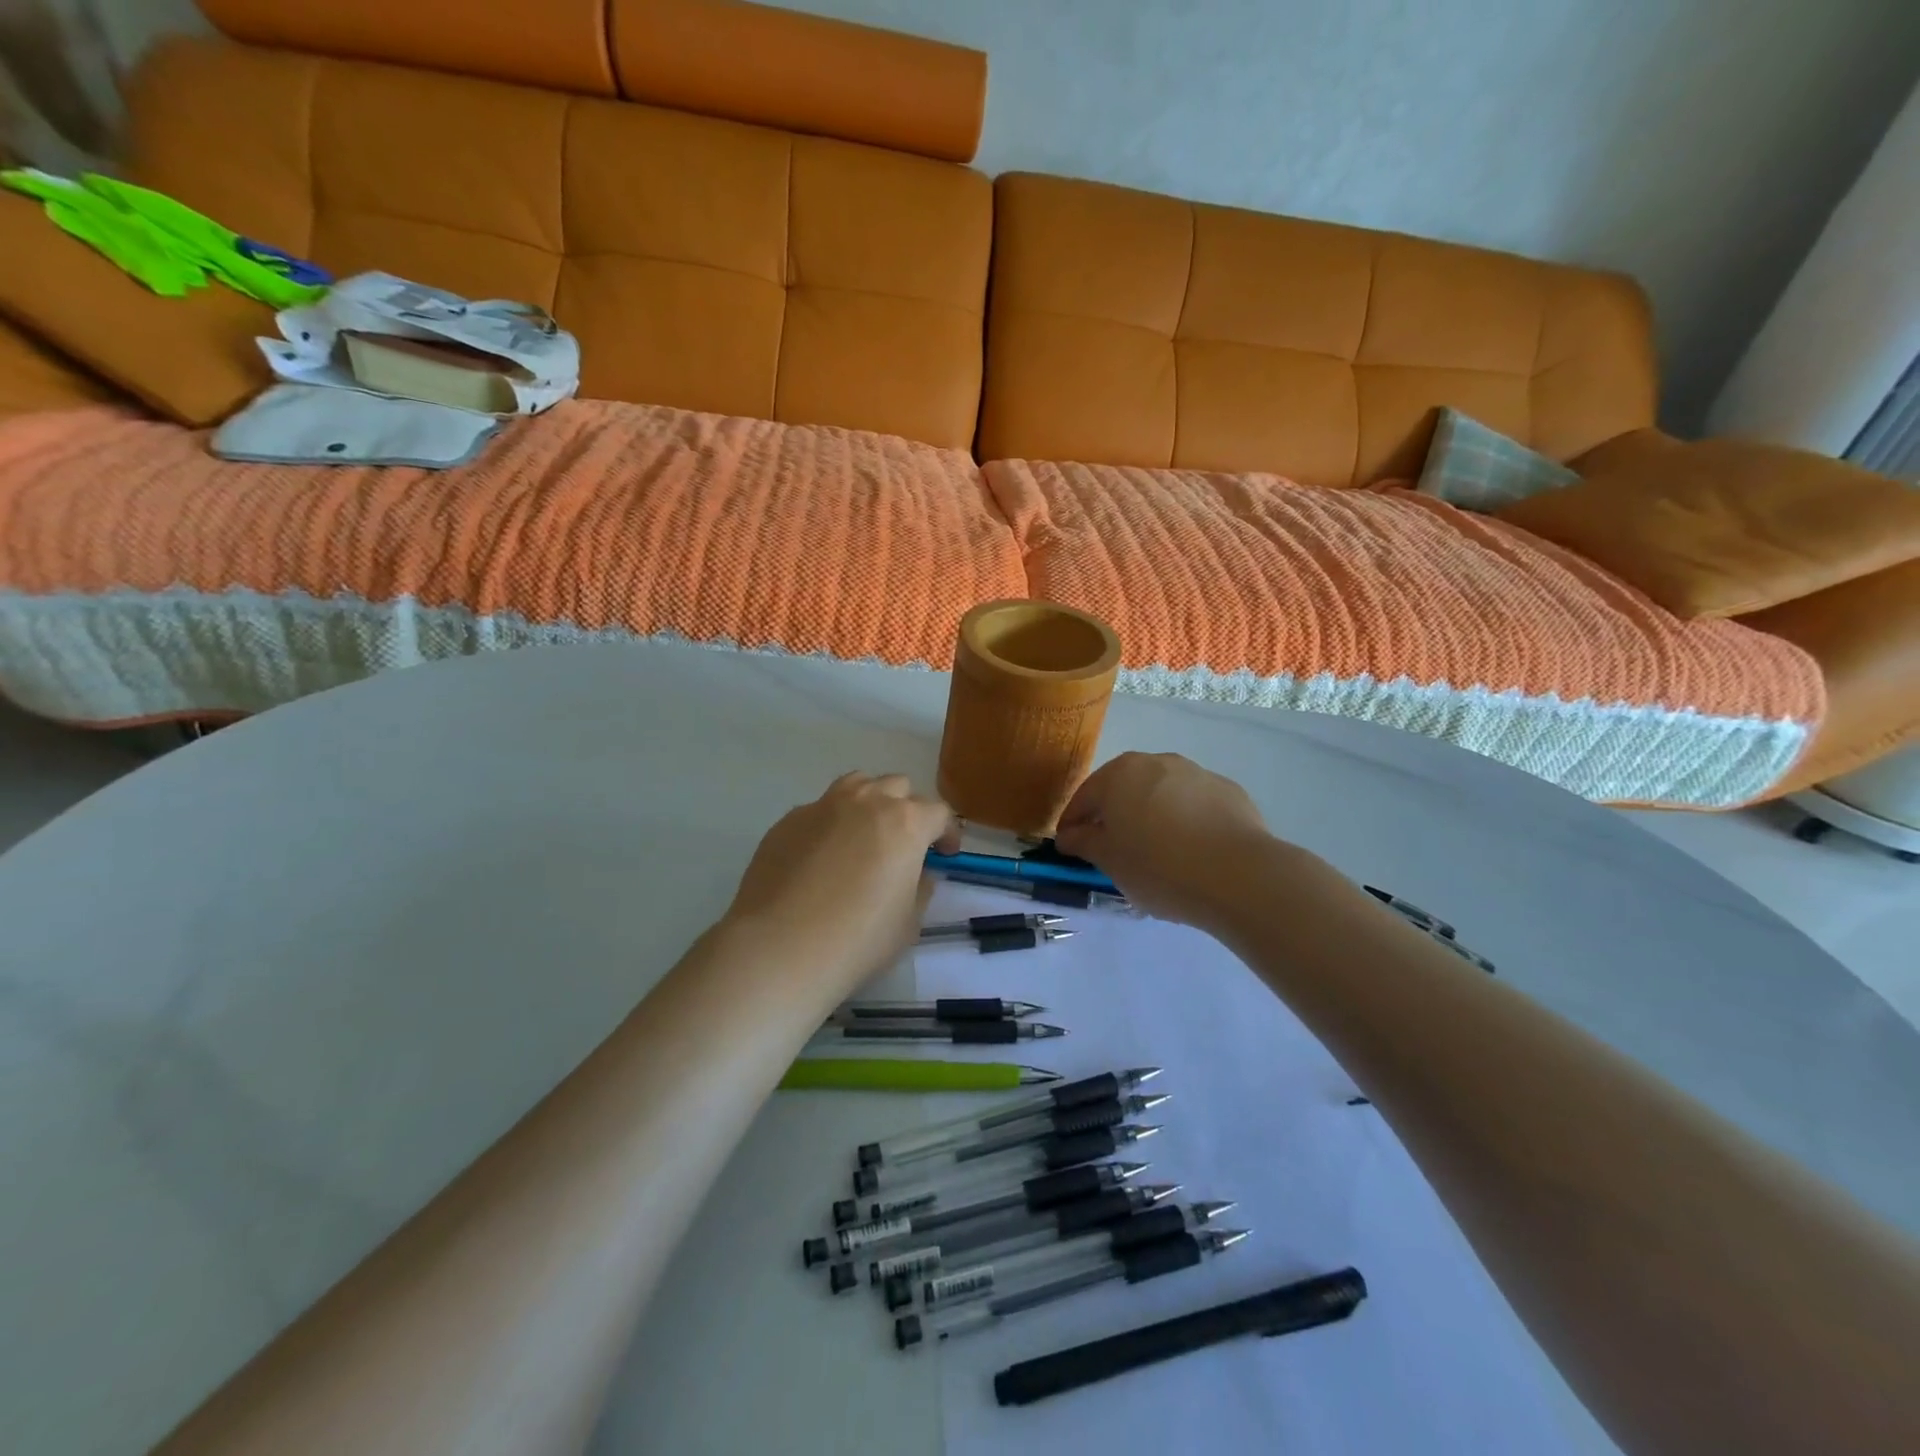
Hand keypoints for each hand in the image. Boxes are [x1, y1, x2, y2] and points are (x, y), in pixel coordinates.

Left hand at [725, 773, 957, 990]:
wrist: (780, 947)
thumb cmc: (858, 939)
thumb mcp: (908, 923)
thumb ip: (920, 889)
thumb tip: (919, 873)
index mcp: (905, 823)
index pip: (938, 812)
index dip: (946, 833)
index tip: (944, 855)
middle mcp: (866, 802)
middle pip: (897, 787)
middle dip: (908, 810)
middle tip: (903, 845)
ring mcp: (823, 806)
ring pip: (856, 785)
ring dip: (869, 803)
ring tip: (863, 836)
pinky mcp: (788, 820)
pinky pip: (819, 810)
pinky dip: (830, 825)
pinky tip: (821, 859)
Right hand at [1055, 752, 1286, 926]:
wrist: (1238, 875)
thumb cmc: (1158, 866)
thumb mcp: (1110, 861)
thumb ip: (1084, 842)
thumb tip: (1070, 835)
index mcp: (1119, 774)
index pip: (1084, 798)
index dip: (1073, 824)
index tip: (1069, 849)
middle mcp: (1157, 762)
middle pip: (1123, 789)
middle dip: (1114, 816)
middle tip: (1111, 850)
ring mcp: (1196, 773)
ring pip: (1161, 795)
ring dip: (1151, 816)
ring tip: (1155, 853)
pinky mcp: (1229, 792)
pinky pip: (1194, 806)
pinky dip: (1185, 822)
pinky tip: (1191, 851)